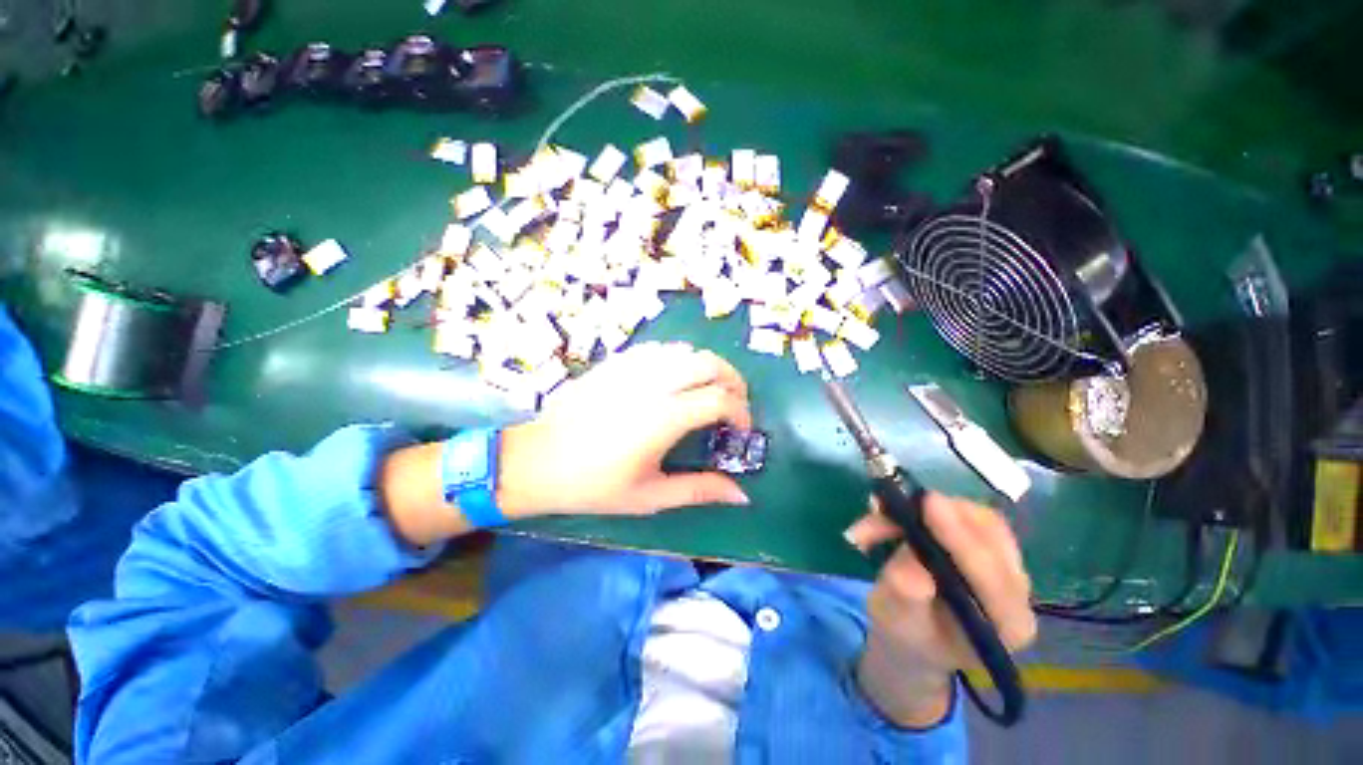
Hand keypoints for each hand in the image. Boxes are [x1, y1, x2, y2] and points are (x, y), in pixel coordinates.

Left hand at [497, 342, 753, 516]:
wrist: (536, 460)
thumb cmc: (593, 484)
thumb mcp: (650, 497)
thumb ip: (699, 490)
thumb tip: (742, 495)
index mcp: (664, 417)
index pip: (720, 399)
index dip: (741, 412)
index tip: (742, 430)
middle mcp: (653, 384)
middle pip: (709, 363)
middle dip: (732, 380)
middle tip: (734, 403)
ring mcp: (632, 367)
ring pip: (686, 350)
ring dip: (707, 367)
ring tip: (707, 391)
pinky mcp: (616, 362)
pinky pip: (659, 349)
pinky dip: (679, 359)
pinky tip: (674, 380)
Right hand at [846, 493, 1034, 727]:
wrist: (913, 634)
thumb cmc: (905, 634)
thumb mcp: (896, 620)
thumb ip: (906, 596)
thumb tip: (912, 565)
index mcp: (1007, 627)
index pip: (992, 576)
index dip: (959, 537)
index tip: (927, 504)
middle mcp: (1018, 594)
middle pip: (991, 536)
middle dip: (937, 516)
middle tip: (886, 507)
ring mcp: (1007, 565)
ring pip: (975, 517)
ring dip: (924, 509)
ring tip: (879, 514)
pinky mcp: (989, 544)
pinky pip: (963, 513)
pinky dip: (925, 507)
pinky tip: (894, 513)